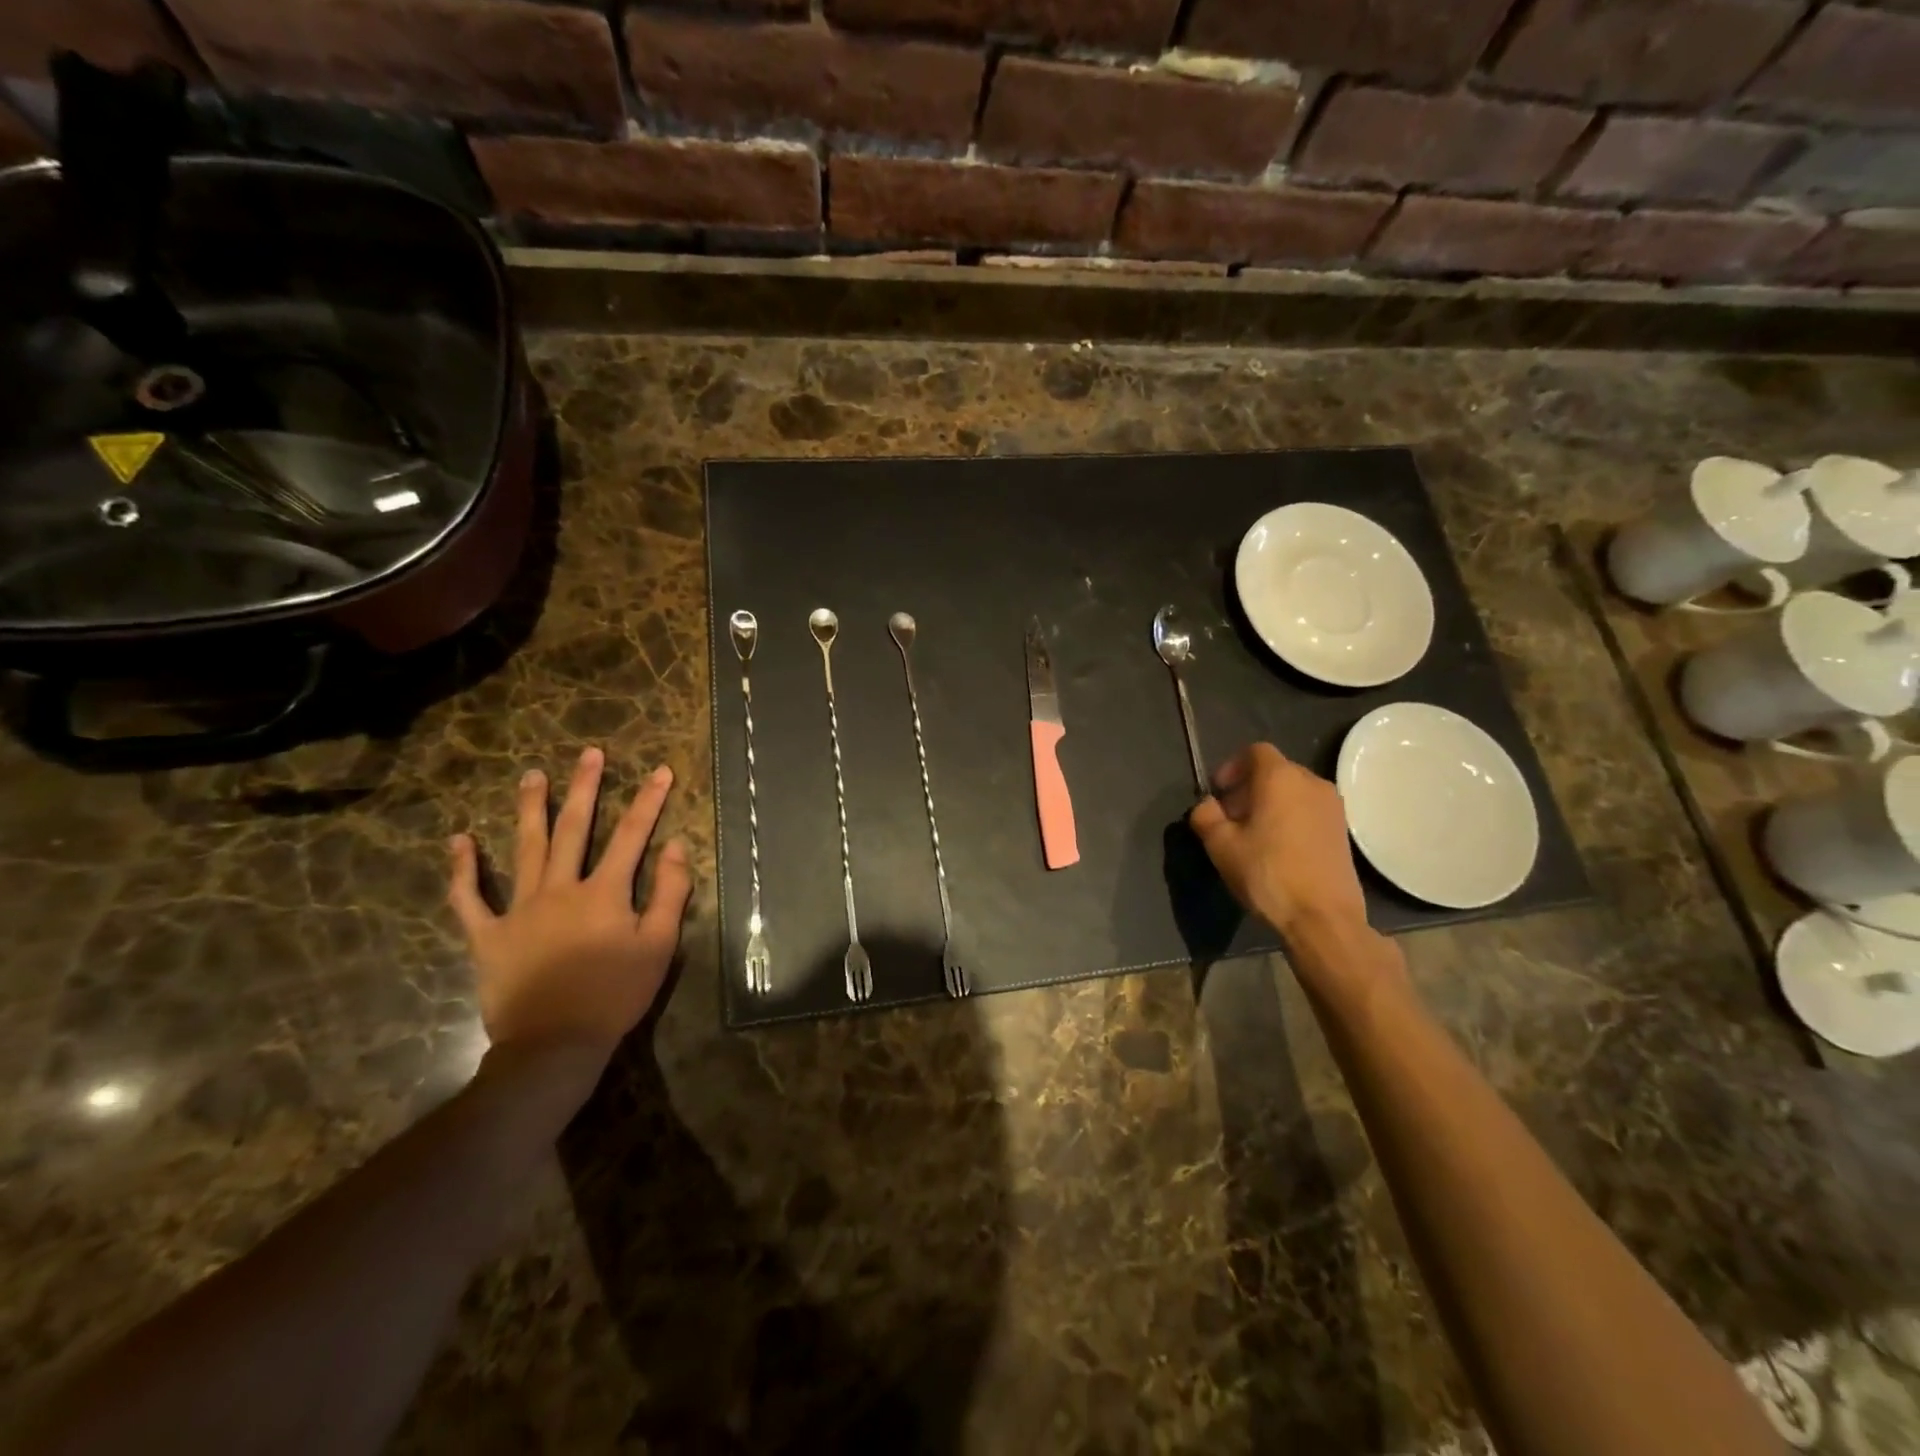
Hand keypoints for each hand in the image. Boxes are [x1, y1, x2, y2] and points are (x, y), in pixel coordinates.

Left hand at [447, 747, 692, 1059]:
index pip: (632, 835)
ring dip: (530, 809)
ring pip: (524, 849)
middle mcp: (561, 888)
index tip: (661, 770)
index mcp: (605, 892)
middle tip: (589, 754)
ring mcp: (519, 909)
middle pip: (574, 828)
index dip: (649, 800)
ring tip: (532, 775)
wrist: (554, 1044)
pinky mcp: (488, 935)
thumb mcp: (659, 946)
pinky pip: (470, 898)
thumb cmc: (615, 994)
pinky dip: (463, 869)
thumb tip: (676, 846)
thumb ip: (670, 893)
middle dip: (585, 788)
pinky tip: (459, 840)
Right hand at [1189, 743, 1368, 937]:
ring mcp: (1333, 807)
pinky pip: (1308, 810)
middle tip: (1230, 817)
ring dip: (1269, 804)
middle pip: (1274, 771)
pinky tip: (1277, 850)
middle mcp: (1312, 783)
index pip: (1255, 751)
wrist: (1323, 918)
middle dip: (1248, 787)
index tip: (1219, 794)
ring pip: (1293, 792)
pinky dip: (1289, 818)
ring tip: (1253, 836)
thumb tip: (1206, 805)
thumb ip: (1205, 815)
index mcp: (1280, 778)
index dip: (1231, 767)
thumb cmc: (1267, 874)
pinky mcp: (1343, 831)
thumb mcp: (1220, 845)